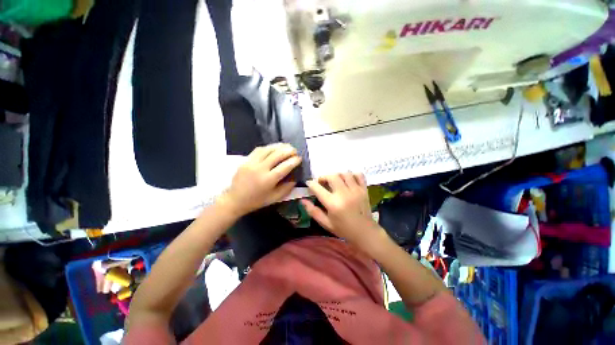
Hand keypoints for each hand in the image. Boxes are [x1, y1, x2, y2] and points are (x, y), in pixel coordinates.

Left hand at [219, 143, 301, 215]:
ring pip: (268, 149)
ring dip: (279, 146)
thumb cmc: (257, 201)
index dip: (294, 161)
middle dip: (288, 150)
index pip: (285, 167)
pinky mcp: (245, 160)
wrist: (235, 200)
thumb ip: (287, 187)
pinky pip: (259, 150)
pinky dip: (268, 147)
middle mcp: (260, 169)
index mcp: (268, 180)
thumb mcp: (275, 198)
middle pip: (277, 155)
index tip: (299, 158)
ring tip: (286, 146)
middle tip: (295, 150)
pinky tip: (273, 148)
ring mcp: (251, 163)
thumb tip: (295, 177)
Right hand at [301, 173, 385, 250]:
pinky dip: (352, 174)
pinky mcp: (364, 189)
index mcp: (333, 204)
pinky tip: (348, 180)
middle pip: (332, 176)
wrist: (365, 233)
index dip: (311, 184)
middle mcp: (344, 194)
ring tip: (335, 181)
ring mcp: (355, 190)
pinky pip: (358, 175)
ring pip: (345, 173)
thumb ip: (313, 211)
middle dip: (324, 177)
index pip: (318, 188)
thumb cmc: (343, 229)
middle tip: (322, 182)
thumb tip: (302, 200)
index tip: (309, 183)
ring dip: (337, 175)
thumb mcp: (326, 223)